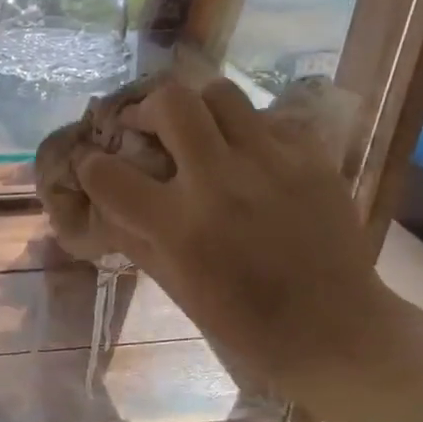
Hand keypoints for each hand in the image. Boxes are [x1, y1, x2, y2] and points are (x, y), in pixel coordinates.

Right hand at [75, 78, 405, 400]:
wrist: (332, 328)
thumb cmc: (241, 320)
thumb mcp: (172, 284)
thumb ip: (133, 235)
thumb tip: (104, 199)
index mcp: (179, 226)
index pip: (107, 173)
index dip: (90, 166)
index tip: (95, 168)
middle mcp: (220, 182)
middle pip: (170, 101)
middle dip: (146, 109)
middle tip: (148, 128)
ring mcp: (271, 163)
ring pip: (220, 94)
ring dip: (197, 110)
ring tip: (200, 135)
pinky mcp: (310, 157)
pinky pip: (267, 118)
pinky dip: (246, 131)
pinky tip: (248, 157)